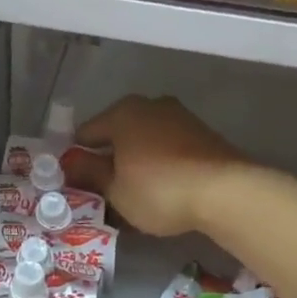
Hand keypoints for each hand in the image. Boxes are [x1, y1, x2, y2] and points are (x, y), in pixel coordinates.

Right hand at [64, 94, 247, 236]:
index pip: (86, 133)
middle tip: (105, 190)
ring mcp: (180, 116)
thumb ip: (90, 173)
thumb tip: (71, 163)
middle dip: (109, 158)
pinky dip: (160, 163)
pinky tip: (162, 187)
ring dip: (136, 160)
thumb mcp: (115, 189)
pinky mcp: (202, 133)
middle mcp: (149, 105)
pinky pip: (168, 147)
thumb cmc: (158, 189)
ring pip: (145, 139)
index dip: (77, 159)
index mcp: (121, 113)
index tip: (77, 184)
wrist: (225, 191)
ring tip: (134, 193)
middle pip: (117, 133)